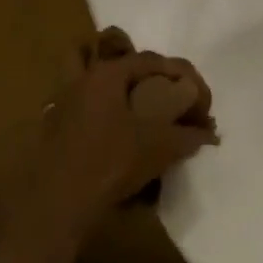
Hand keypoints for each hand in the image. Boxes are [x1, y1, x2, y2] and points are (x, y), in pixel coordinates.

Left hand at [37, 52, 218, 233]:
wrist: (57, 204)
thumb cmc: (110, 164)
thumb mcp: (159, 147)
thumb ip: (188, 135)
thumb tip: (209, 133)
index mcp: (106, 74)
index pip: (152, 60)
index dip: (182, 75)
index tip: (200, 99)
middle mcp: (81, 80)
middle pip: (114, 59)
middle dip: (143, 70)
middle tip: (165, 92)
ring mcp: (62, 102)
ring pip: (85, 74)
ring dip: (110, 83)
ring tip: (133, 102)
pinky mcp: (53, 127)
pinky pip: (79, 103)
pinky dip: (96, 108)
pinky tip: (111, 131)